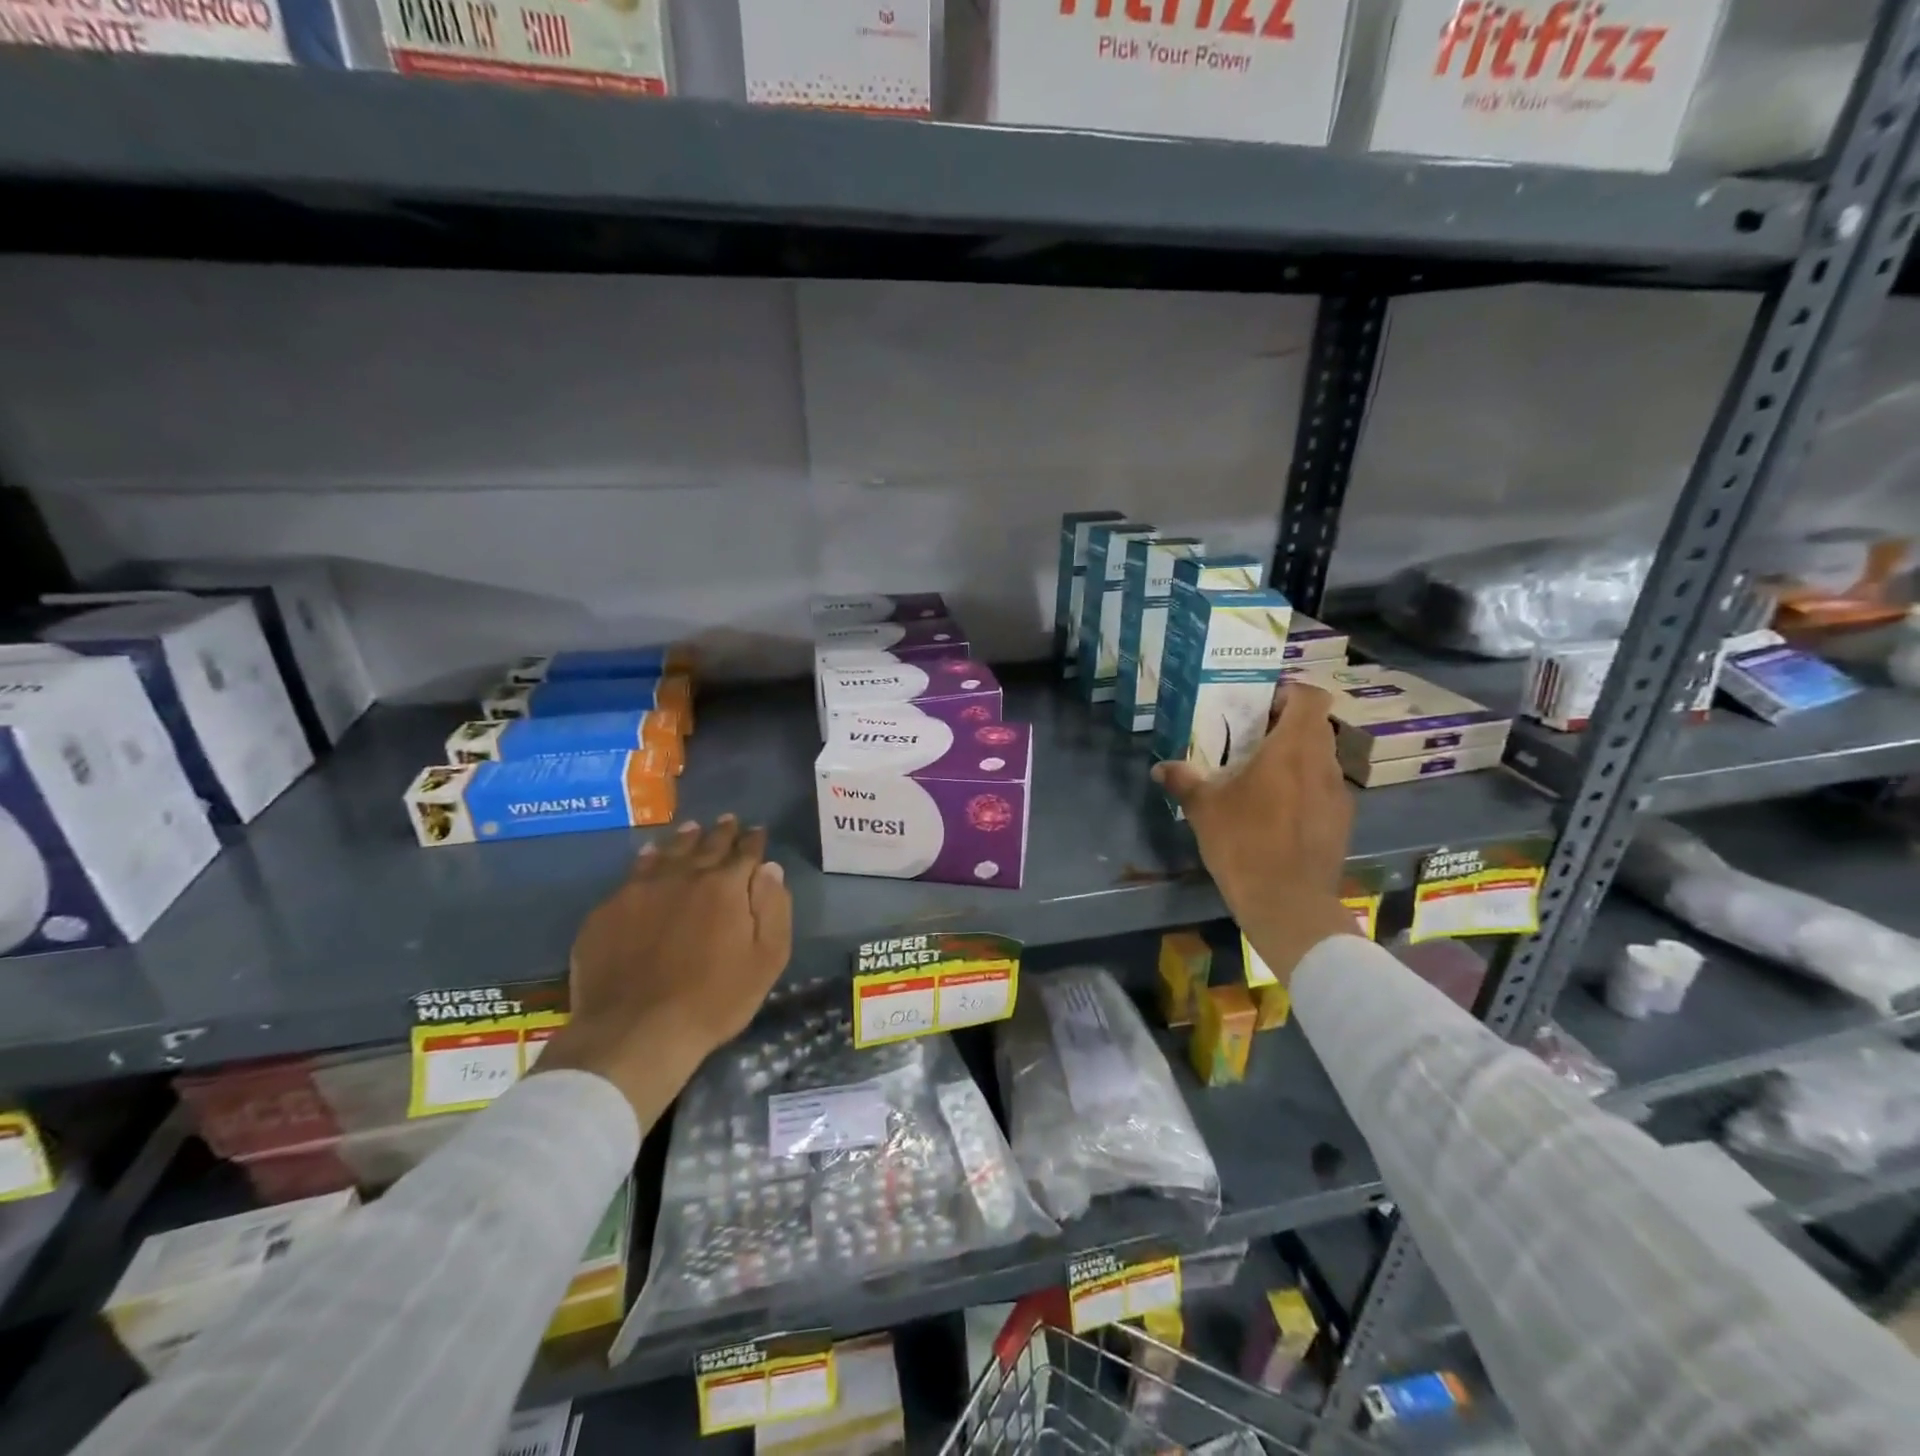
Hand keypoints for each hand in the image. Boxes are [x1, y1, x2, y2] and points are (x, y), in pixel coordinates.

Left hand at [537, 816, 792, 1127]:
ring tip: (692, 829)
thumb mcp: (766, 959)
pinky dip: (647, 859)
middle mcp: (684, 876)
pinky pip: (633, 873)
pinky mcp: (609, 910)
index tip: (757, 831)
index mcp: (725, 887)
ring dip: (684, 839)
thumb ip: (773, 908)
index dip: (754, 841)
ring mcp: (641, 890)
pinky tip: (649, 856)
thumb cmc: (714, 1000)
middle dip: (721, 832)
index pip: (745, 853)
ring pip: (667, 852)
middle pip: (706, 845)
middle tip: (728, 820)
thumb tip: (769, 869)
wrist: (636, 1031)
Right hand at [1152, 684, 1358, 988]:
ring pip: (1321, 758)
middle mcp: (1323, 763)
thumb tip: (1160, 768)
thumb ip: (1184, 780)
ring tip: (1262, 776)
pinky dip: (1304, 787)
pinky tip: (1278, 812)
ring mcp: (1338, 793)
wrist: (1287, 903)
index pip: (1310, 697)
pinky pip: (1323, 788)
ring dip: (1296, 758)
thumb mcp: (1203, 809)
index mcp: (1292, 749)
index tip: (1261, 705)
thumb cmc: (1244, 843)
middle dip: (1285, 725)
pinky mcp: (1342, 821)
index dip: (1288, 693)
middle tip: (1252, 739)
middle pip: (1315, 726)